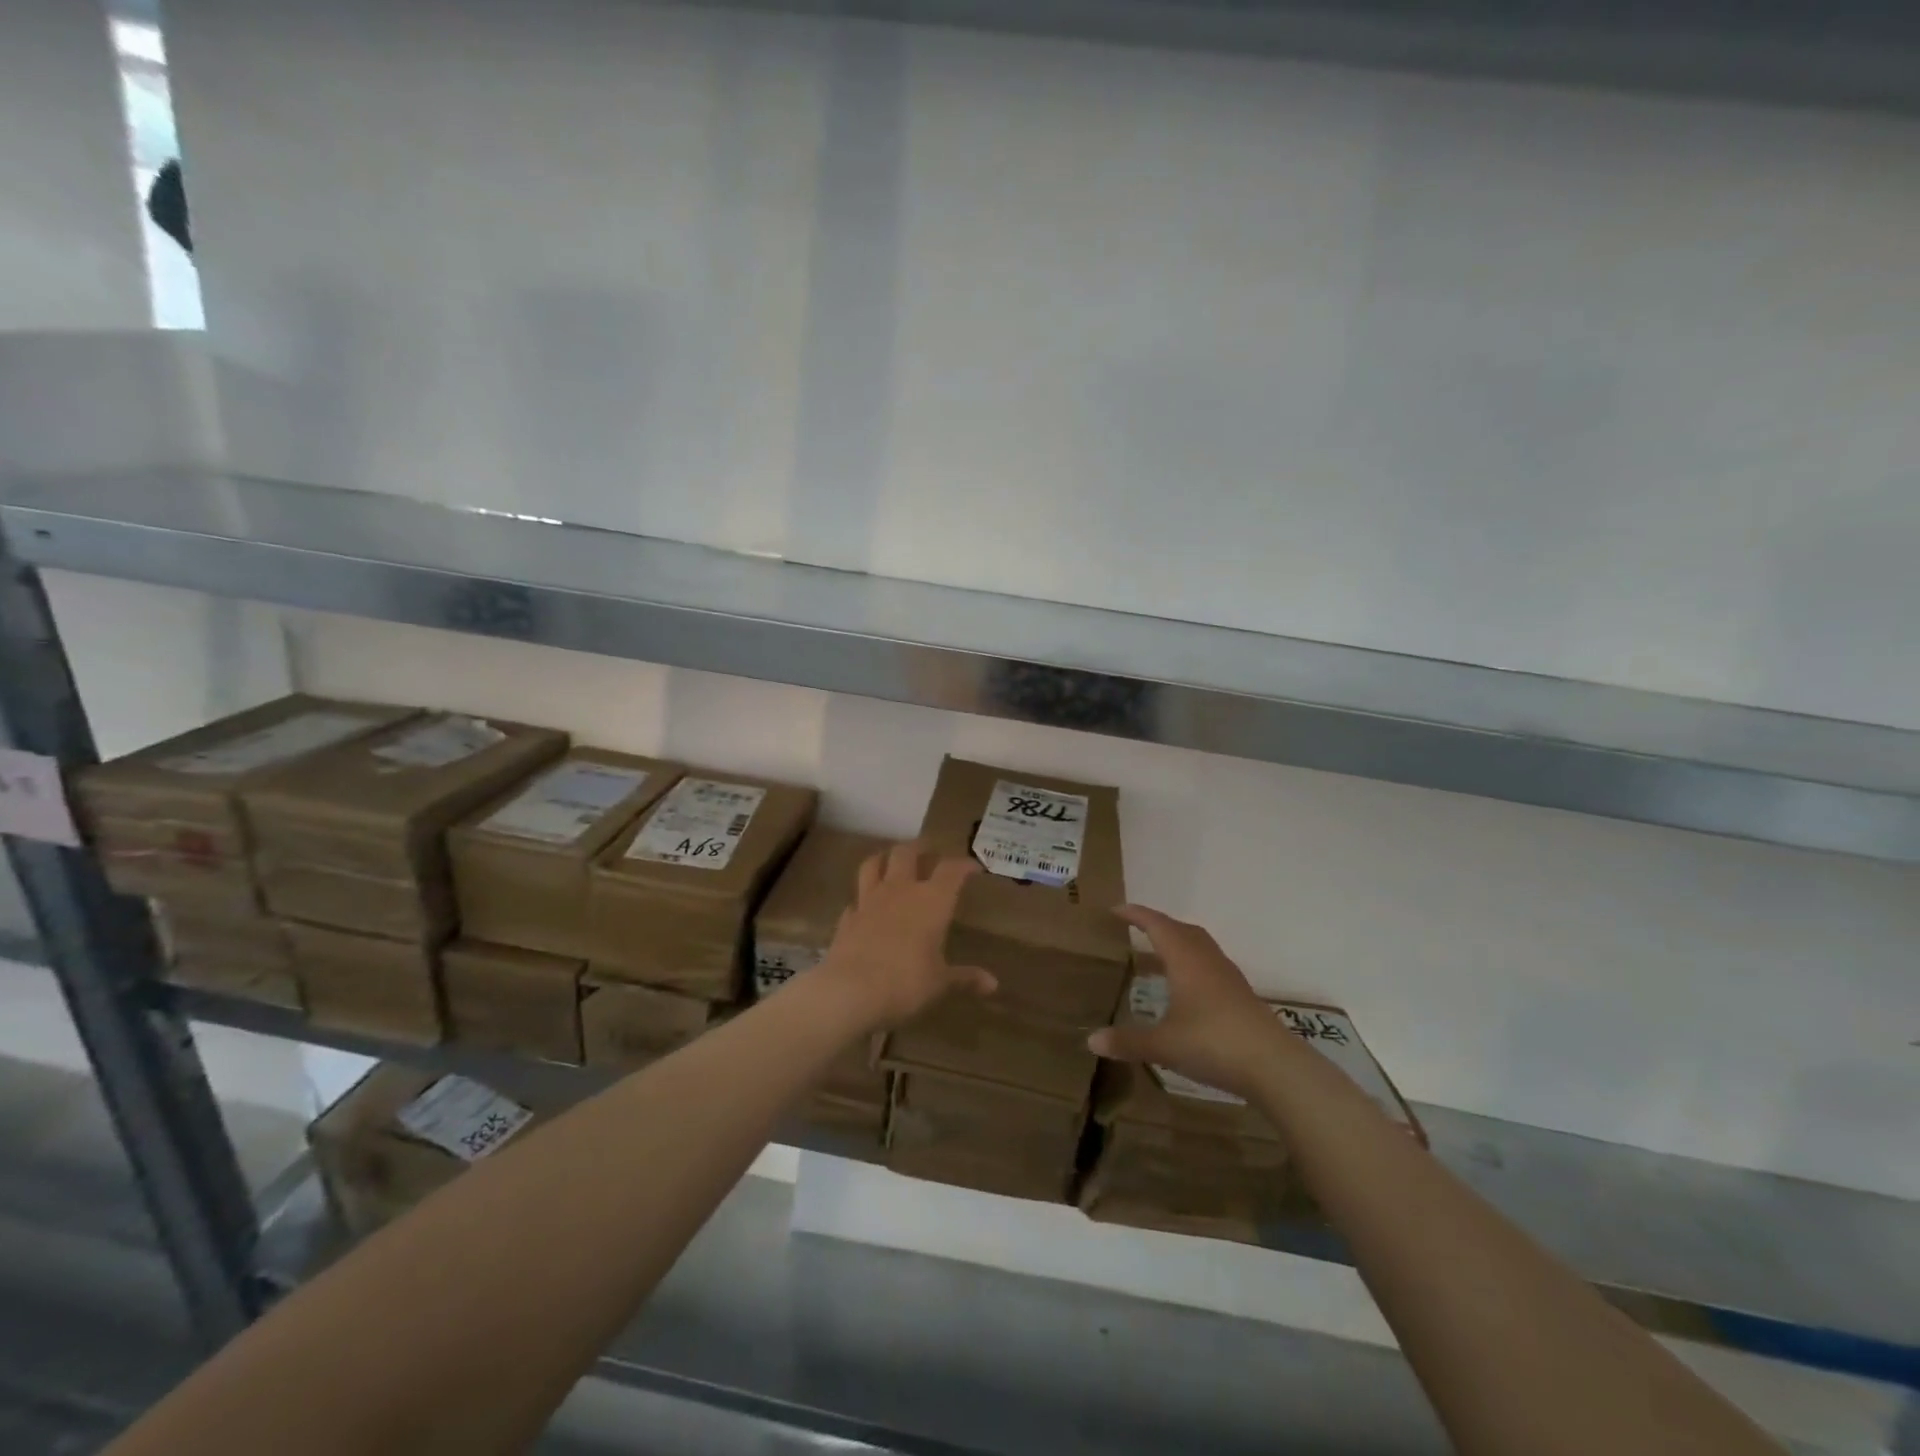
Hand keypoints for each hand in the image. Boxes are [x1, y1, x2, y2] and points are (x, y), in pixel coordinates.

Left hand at [815, 843, 996, 1029]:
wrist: (851, 990)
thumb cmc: (906, 982)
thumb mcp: (940, 983)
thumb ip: (965, 977)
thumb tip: (993, 984)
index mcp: (932, 901)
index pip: (951, 870)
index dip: (964, 864)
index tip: (973, 867)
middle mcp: (900, 891)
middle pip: (907, 853)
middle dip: (919, 847)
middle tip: (928, 850)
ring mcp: (869, 900)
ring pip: (873, 864)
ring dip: (884, 858)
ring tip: (891, 860)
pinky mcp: (847, 917)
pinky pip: (855, 898)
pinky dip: (862, 898)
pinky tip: (865, 905)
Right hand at [1088, 905, 1280, 1098]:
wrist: (1274, 1066)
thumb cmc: (1213, 1043)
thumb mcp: (1163, 1045)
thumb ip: (1127, 1041)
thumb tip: (1091, 1040)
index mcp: (1185, 959)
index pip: (1157, 925)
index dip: (1136, 914)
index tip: (1116, 910)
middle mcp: (1207, 960)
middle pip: (1181, 930)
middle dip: (1157, 925)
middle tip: (1135, 929)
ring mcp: (1228, 977)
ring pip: (1199, 946)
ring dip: (1177, 944)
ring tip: (1157, 956)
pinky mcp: (1240, 995)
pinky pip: (1209, 965)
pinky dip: (1191, 965)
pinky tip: (1184, 989)